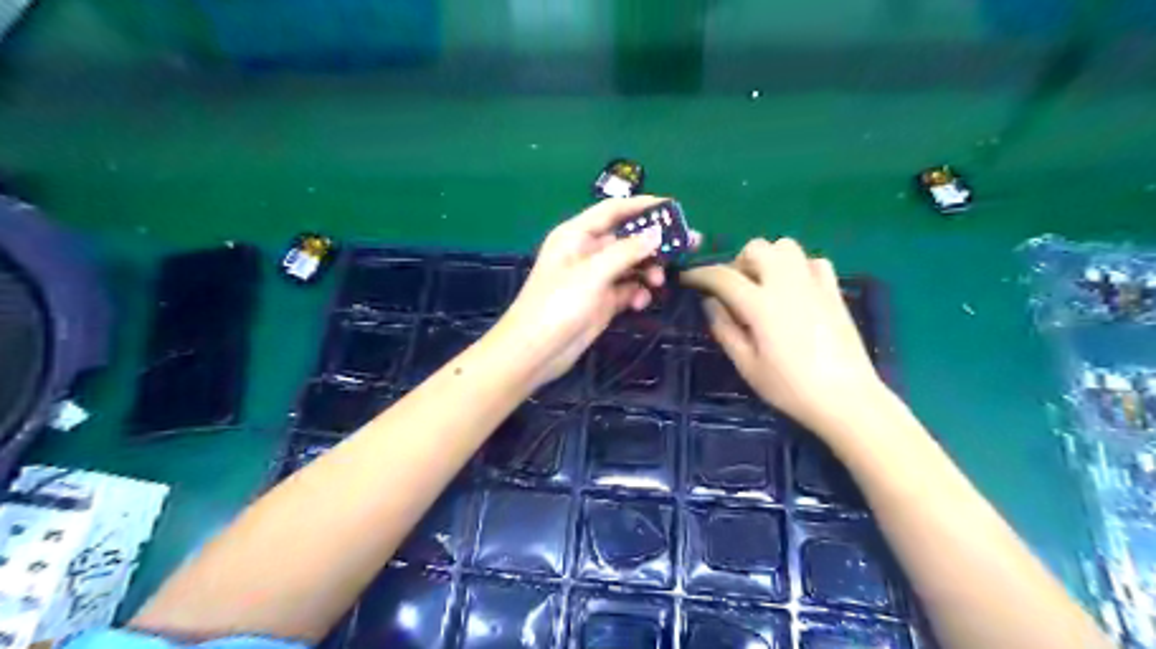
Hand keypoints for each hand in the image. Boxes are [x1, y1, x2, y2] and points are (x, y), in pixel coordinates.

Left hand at [495, 199, 694, 386]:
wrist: (537, 351)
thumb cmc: (558, 304)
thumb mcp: (593, 273)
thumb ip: (627, 251)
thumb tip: (657, 234)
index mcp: (576, 235)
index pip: (613, 211)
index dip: (642, 206)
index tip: (673, 207)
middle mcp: (586, 252)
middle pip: (626, 239)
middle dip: (653, 243)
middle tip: (687, 245)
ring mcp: (594, 278)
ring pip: (630, 266)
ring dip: (647, 271)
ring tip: (659, 282)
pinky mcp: (601, 302)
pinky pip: (627, 290)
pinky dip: (637, 293)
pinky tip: (641, 302)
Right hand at [680, 239, 885, 440]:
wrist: (847, 398)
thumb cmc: (790, 388)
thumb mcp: (747, 365)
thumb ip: (725, 329)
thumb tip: (710, 302)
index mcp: (761, 305)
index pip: (722, 276)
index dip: (700, 274)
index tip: (688, 278)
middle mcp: (786, 284)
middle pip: (756, 248)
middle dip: (737, 262)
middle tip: (734, 290)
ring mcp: (813, 284)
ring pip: (785, 246)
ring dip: (767, 259)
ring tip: (763, 285)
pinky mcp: (833, 291)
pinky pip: (812, 261)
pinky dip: (797, 267)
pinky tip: (793, 289)